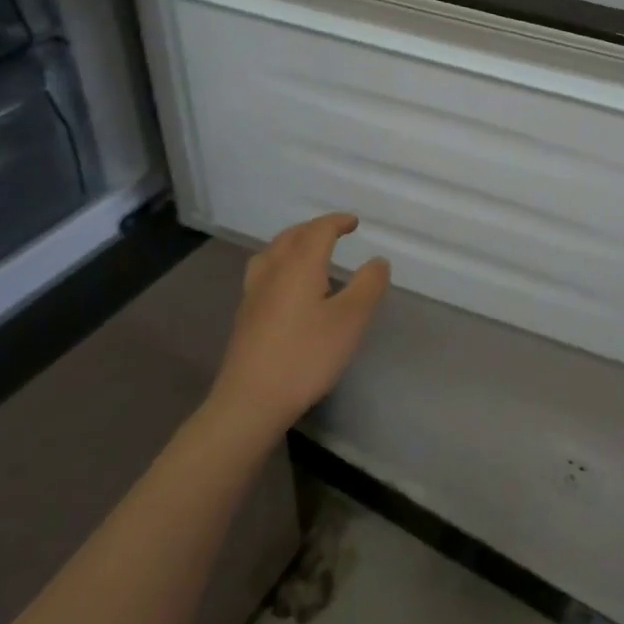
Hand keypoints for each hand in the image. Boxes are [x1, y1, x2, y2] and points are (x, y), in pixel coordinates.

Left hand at [208, 213, 389, 435]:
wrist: (250, 401)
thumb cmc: (306, 356)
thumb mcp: (351, 320)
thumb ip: (368, 285)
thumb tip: (378, 261)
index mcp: (300, 265)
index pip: (319, 230)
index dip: (337, 222)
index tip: (354, 223)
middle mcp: (273, 271)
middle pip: (292, 236)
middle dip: (314, 229)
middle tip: (333, 232)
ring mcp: (254, 294)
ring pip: (272, 253)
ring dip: (292, 243)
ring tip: (307, 252)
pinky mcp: (245, 316)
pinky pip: (263, 272)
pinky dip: (280, 264)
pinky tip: (287, 286)